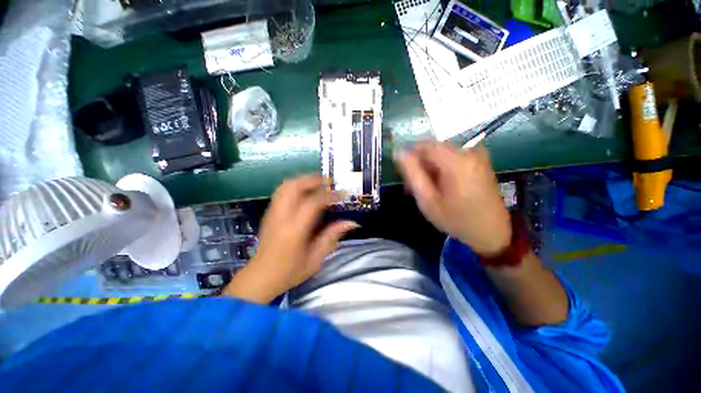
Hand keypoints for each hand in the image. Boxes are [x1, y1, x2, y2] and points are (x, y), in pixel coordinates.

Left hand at [222, 175, 358, 302]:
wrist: (260, 278)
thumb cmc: (289, 272)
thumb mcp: (315, 259)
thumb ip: (332, 237)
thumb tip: (352, 223)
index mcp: (295, 229)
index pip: (313, 202)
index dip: (330, 194)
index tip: (343, 193)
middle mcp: (281, 216)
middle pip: (295, 186)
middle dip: (314, 179)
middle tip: (329, 182)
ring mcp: (272, 213)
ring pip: (285, 186)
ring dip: (303, 180)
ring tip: (318, 183)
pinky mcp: (269, 214)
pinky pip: (281, 192)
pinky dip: (294, 186)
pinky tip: (304, 192)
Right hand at [395, 142, 510, 256]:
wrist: (491, 232)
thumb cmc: (456, 219)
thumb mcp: (428, 200)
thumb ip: (412, 173)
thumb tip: (399, 152)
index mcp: (456, 160)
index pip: (424, 145)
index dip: (409, 157)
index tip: (404, 175)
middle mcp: (469, 151)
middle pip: (433, 149)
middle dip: (419, 165)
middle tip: (413, 187)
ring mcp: (477, 155)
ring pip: (441, 154)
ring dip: (429, 168)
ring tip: (426, 190)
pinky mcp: (479, 161)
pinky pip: (452, 158)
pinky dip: (441, 169)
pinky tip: (439, 186)